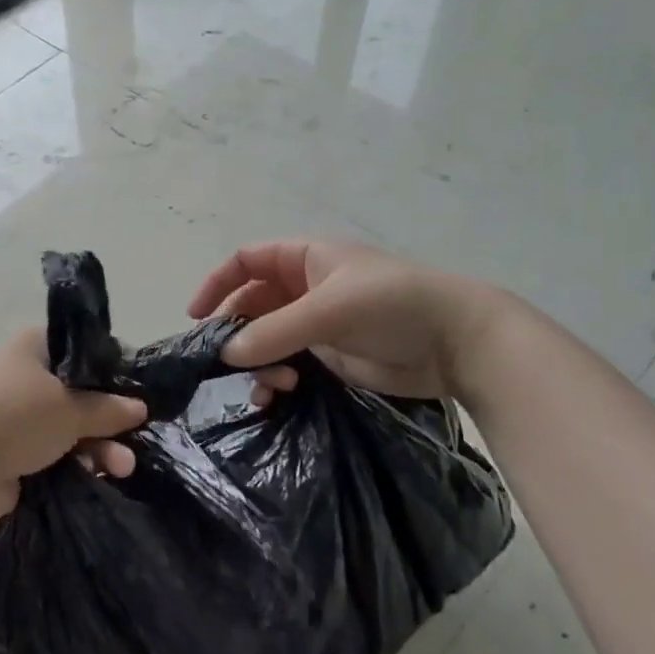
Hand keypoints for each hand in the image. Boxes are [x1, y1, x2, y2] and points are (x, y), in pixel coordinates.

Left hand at [0, 329, 148, 519]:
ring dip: (97, 447)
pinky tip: (99, 476)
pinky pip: (53, 454)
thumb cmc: (17, 419)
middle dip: (107, 420)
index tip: (134, 392)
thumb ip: (108, 408)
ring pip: (68, 428)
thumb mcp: (72, 409)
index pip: (80, 350)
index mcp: (33, 348)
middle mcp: (23, 377)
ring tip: (120, 469)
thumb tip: (140, 407)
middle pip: (78, 394)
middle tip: (132, 440)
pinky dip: (75, 463)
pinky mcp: (11, 452)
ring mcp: (16, 416)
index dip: (109, 369)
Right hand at [187, 239, 507, 402]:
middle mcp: (306, 288)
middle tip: (221, 361)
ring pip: (267, 339)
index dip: (219, 282)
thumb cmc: (392, 305)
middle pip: (252, 303)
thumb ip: (274, 331)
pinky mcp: (331, 357)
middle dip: (235, 330)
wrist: (458, 342)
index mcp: (307, 259)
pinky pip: (288, 364)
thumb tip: (226, 354)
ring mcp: (318, 324)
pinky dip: (275, 378)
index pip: (249, 260)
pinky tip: (277, 395)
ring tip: (270, 385)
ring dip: (258, 361)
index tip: (196, 316)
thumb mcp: (328, 310)